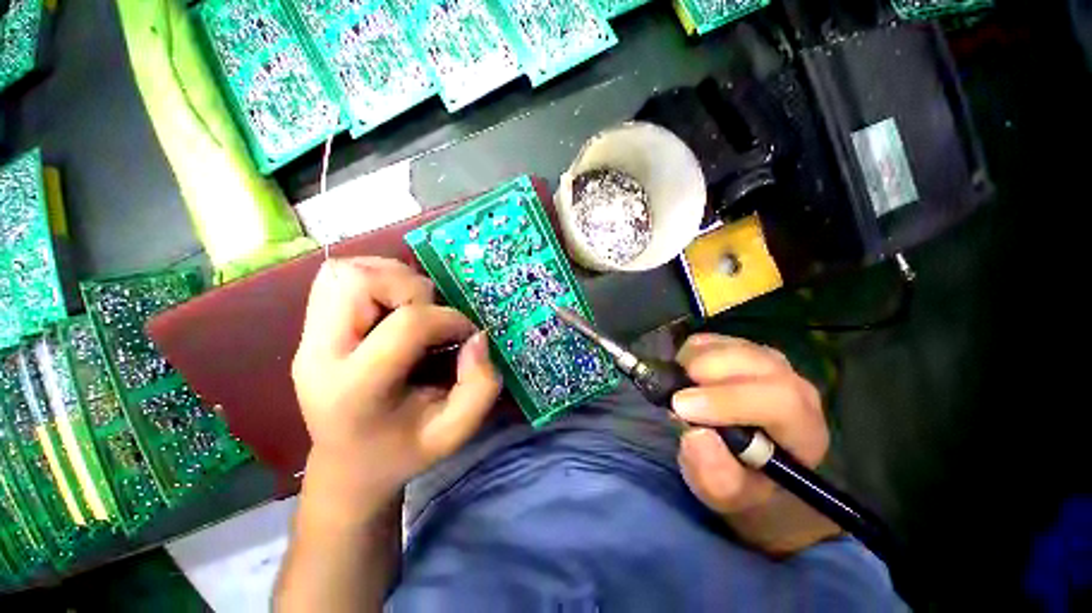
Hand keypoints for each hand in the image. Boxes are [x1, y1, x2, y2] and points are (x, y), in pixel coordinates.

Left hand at [291, 257, 500, 506]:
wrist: (348, 463)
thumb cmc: (404, 450)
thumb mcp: (455, 432)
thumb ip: (480, 386)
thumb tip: (477, 337)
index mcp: (354, 390)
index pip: (407, 325)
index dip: (449, 321)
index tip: (466, 337)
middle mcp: (320, 355)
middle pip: (360, 282)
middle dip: (411, 289)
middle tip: (432, 316)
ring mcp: (308, 337)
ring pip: (347, 271)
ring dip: (393, 280)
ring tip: (414, 309)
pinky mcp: (311, 327)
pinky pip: (341, 277)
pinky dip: (377, 279)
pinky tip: (394, 305)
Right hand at [672, 333, 837, 553]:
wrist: (749, 462)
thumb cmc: (742, 481)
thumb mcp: (728, 495)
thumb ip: (716, 476)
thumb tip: (695, 434)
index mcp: (802, 426)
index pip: (776, 400)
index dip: (727, 400)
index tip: (681, 408)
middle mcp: (791, 383)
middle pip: (751, 361)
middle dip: (704, 373)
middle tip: (675, 397)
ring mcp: (765, 360)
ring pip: (727, 346)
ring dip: (693, 363)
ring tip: (682, 391)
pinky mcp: (739, 347)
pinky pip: (710, 340)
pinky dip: (689, 354)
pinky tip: (688, 378)